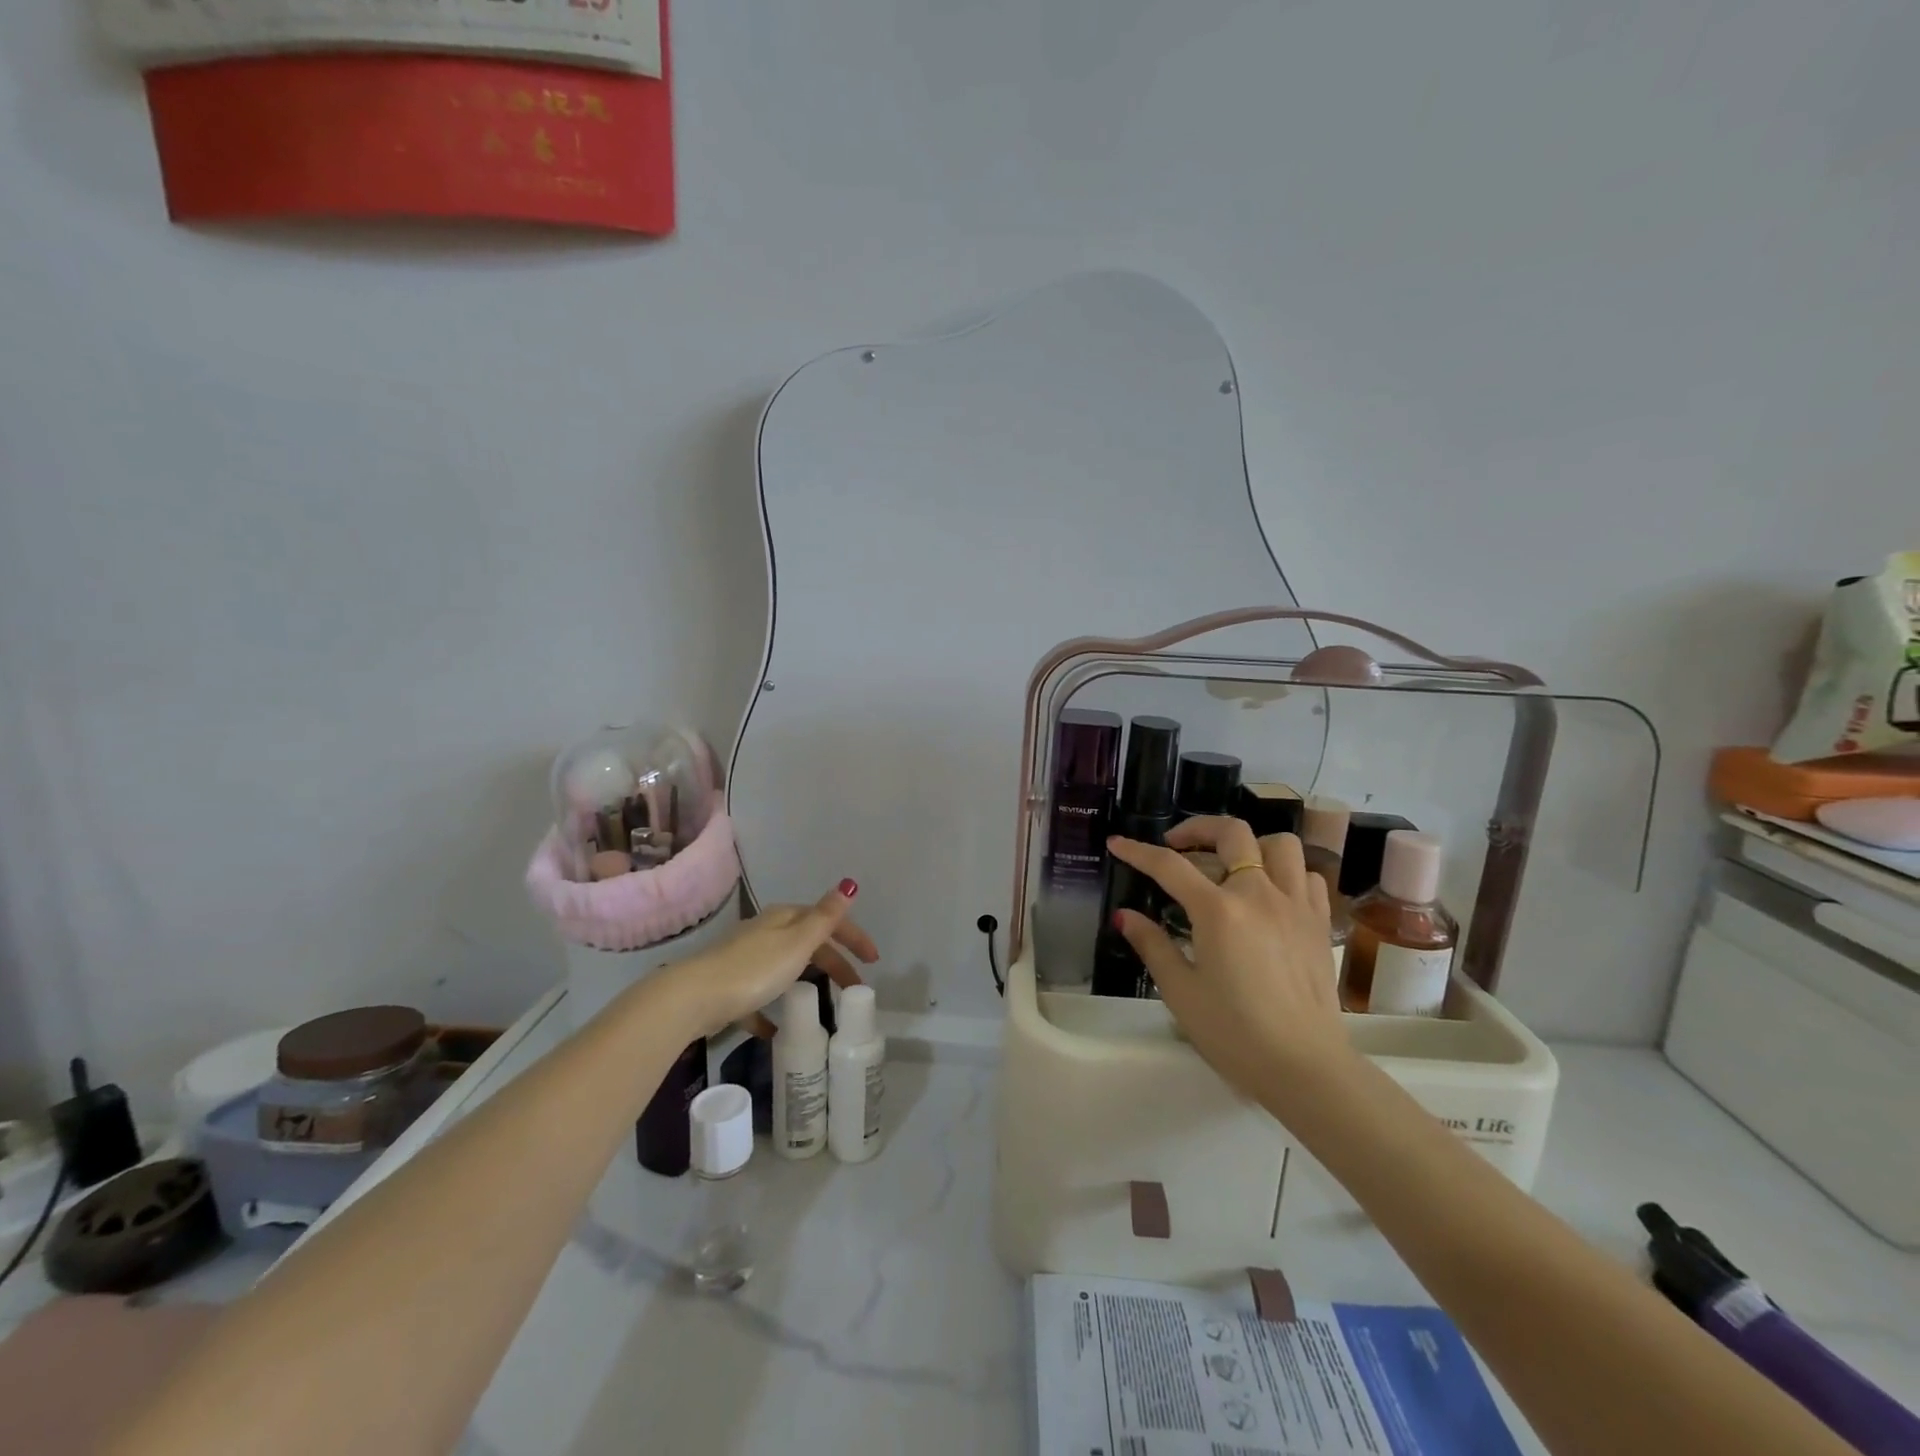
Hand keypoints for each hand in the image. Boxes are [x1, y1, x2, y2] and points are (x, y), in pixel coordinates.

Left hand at [662, 880, 876, 1037]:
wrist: (693, 998)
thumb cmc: (753, 969)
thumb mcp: (797, 942)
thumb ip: (825, 917)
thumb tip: (849, 884)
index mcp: (784, 919)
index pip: (828, 921)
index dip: (853, 937)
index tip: (873, 961)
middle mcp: (765, 933)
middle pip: (808, 945)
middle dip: (835, 964)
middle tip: (855, 989)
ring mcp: (745, 959)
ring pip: (785, 968)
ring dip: (806, 982)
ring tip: (822, 1005)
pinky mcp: (730, 988)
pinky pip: (759, 998)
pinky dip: (772, 1011)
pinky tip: (778, 1030)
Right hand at [1109, 818, 1349, 1097]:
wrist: (1304, 1067)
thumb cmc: (1234, 1033)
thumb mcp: (1180, 991)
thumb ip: (1152, 945)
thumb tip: (1125, 917)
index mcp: (1218, 911)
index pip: (1170, 866)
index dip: (1138, 852)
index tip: (1118, 844)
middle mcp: (1259, 894)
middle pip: (1232, 833)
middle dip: (1197, 829)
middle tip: (1177, 845)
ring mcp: (1295, 905)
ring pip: (1279, 844)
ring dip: (1250, 845)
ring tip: (1230, 866)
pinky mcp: (1319, 923)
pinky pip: (1307, 875)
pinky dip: (1285, 872)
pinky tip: (1269, 893)